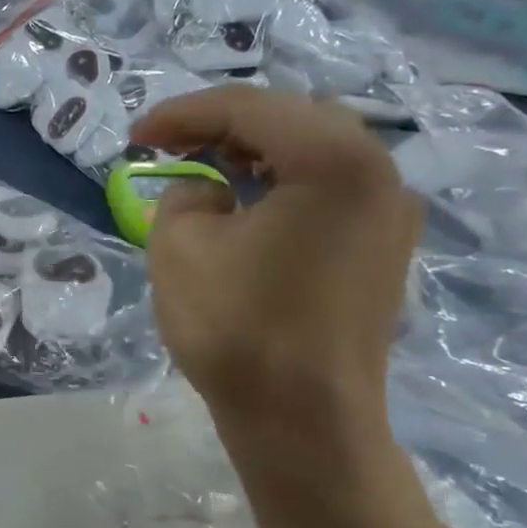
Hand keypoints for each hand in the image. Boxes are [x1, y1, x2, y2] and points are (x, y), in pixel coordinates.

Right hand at [130, 88, 419, 438]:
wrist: (305, 420)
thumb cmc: (237, 327)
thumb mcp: (179, 244)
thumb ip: (184, 193)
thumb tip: (211, 192)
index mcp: (333, 159)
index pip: (247, 107)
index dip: (181, 114)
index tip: (136, 137)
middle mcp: (378, 172)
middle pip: (290, 118)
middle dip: (221, 125)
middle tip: (169, 147)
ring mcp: (390, 212)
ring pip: (315, 150)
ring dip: (255, 150)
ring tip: (204, 170)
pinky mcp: (383, 247)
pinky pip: (330, 187)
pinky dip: (283, 181)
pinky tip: (248, 204)